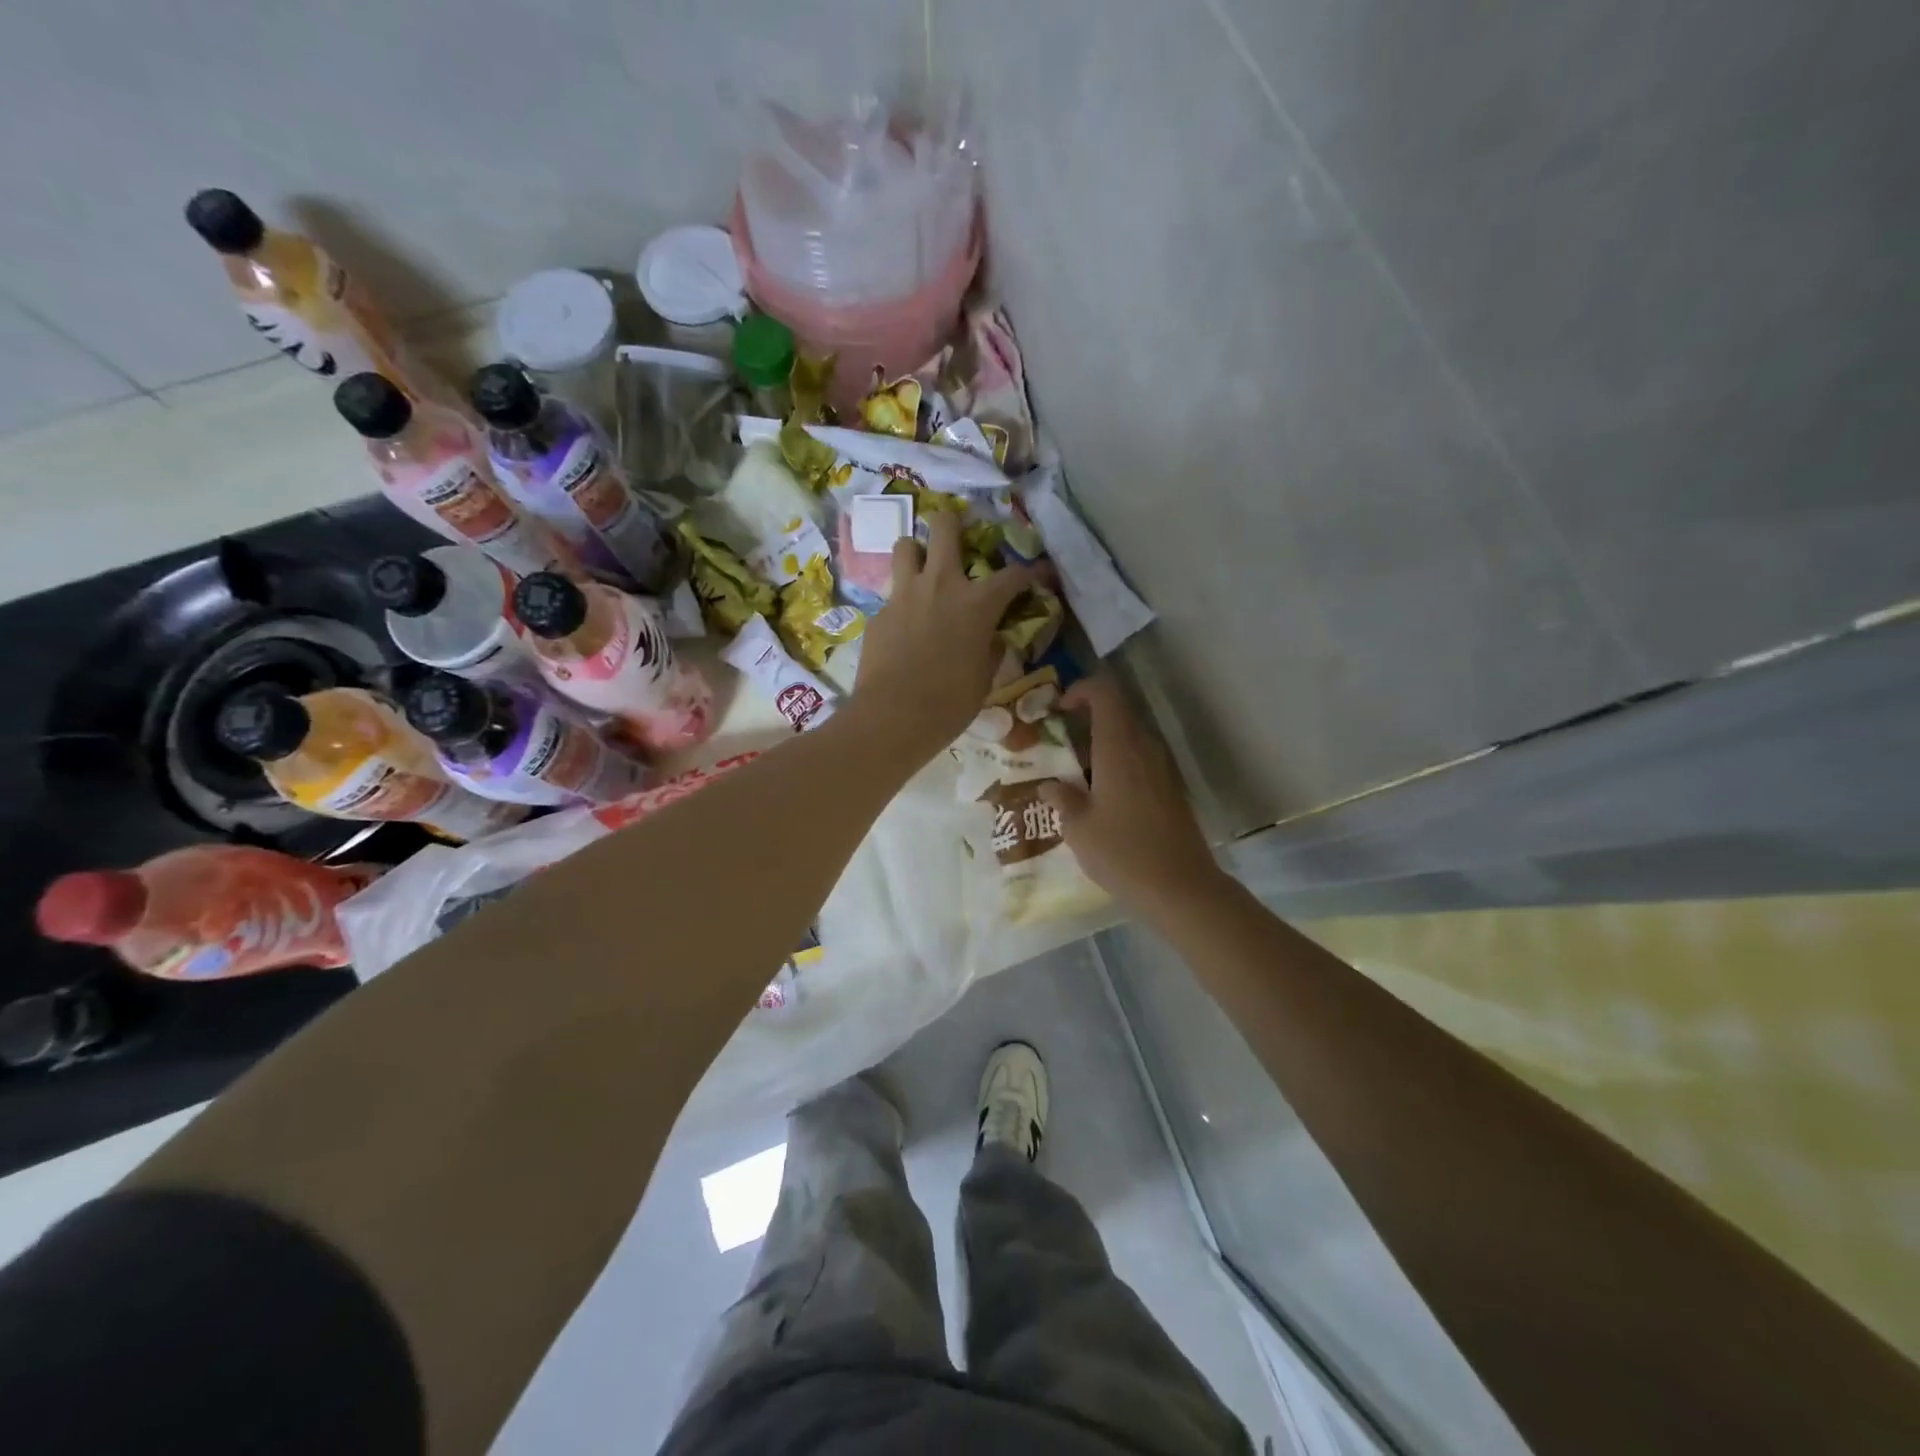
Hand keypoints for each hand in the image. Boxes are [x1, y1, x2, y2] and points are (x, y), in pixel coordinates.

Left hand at [853, 511, 1032, 759]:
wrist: (894, 717)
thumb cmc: (950, 703)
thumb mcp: (984, 678)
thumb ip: (990, 649)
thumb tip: (992, 638)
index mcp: (977, 603)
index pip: (1014, 574)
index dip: (1031, 572)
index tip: (1038, 575)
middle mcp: (940, 585)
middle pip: (944, 526)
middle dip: (953, 523)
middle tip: (957, 537)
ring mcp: (904, 594)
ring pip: (905, 546)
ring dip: (917, 553)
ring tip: (922, 572)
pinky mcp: (879, 613)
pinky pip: (891, 593)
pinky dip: (902, 601)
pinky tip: (904, 625)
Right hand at [1039, 678, 1226, 915]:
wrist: (1182, 888)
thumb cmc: (1123, 854)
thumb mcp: (1079, 829)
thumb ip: (1062, 799)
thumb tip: (1050, 785)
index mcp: (1118, 748)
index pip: (1104, 694)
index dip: (1080, 690)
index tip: (1058, 709)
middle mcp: (1143, 749)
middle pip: (1117, 714)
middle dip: (1085, 720)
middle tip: (1058, 745)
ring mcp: (1162, 769)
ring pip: (1128, 739)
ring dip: (1101, 746)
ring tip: (1074, 775)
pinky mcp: (1170, 790)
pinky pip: (1139, 761)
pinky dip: (1117, 766)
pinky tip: (1100, 798)